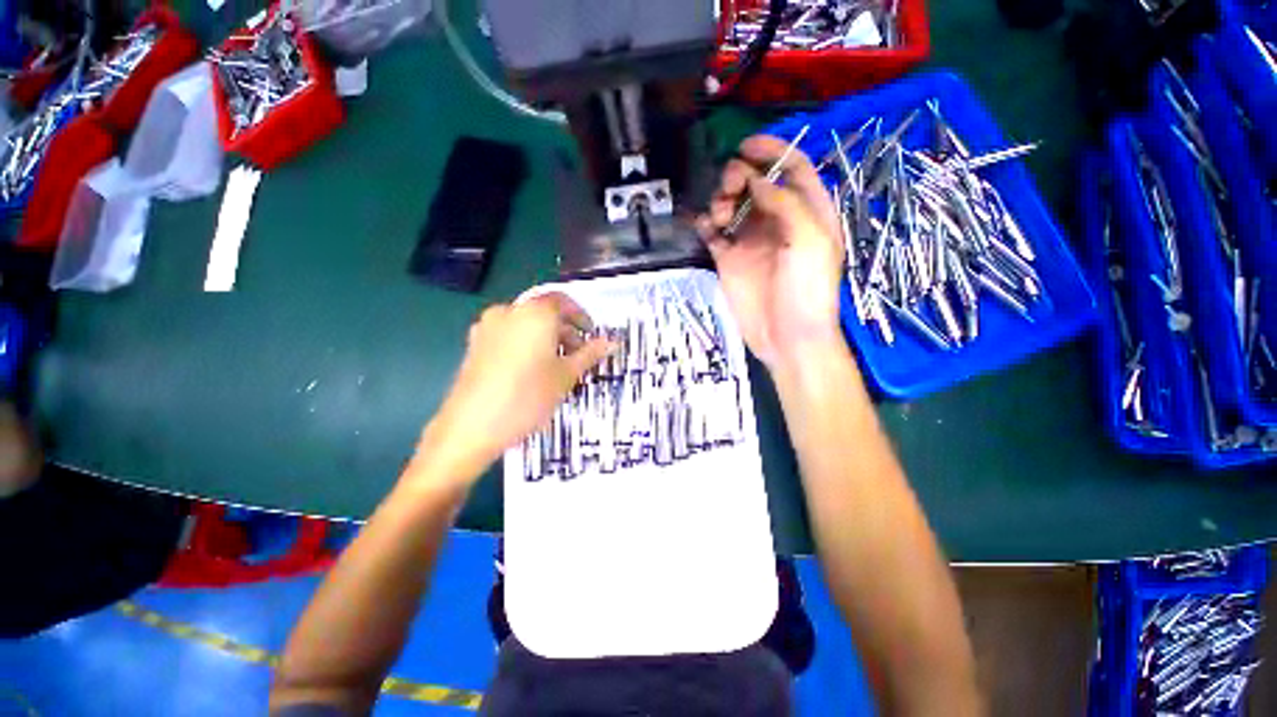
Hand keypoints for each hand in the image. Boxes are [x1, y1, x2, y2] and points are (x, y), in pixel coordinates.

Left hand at [413, 294, 612, 487]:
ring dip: (545, 337)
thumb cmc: (528, 397)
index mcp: (535, 313)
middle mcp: (509, 312)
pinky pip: (508, 334)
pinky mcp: (475, 344)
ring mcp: (487, 327)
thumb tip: (612, 342)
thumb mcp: (566, 376)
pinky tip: (531, 370)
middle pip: (543, 312)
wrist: (472, 427)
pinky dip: (525, 343)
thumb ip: (590, 354)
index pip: (563, 301)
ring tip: (556, 365)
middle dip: (564, 330)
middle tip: (577, 355)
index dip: (580, 316)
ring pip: (525, 323)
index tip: (590, 334)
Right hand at [696, 136, 846, 372]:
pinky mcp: (729, 260)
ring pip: (732, 205)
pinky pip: (714, 233)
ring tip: (720, 215)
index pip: (792, 168)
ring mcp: (751, 241)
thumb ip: (785, 204)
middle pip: (756, 184)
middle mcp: (778, 221)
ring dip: (721, 200)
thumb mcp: (809, 241)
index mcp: (808, 212)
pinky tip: (706, 227)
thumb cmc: (808, 291)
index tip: (746, 145)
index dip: (772, 150)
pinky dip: (706, 224)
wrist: (787, 338)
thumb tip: (754, 178)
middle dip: (740, 176)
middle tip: (730, 188)